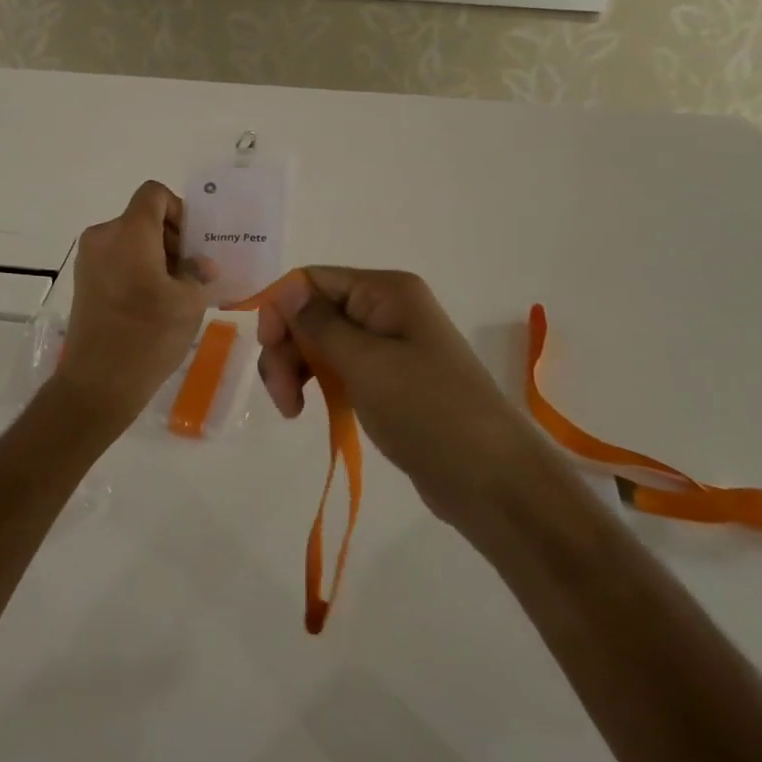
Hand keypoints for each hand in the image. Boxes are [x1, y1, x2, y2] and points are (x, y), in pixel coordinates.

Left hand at [48, 182, 215, 433]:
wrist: (97, 384)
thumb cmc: (148, 337)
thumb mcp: (189, 302)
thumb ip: (198, 272)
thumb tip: (200, 264)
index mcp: (129, 233)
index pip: (154, 194)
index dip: (179, 210)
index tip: (193, 244)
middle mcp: (103, 237)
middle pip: (143, 218)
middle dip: (172, 238)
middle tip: (194, 272)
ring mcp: (89, 260)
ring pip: (131, 240)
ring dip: (157, 256)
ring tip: (177, 292)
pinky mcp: (84, 281)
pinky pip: (117, 259)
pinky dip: (138, 270)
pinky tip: (154, 303)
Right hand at [255, 267, 530, 520]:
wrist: (492, 480)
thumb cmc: (428, 410)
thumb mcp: (365, 363)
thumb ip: (318, 323)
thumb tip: (286, 290)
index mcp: (385, 292)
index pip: (311, 281)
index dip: (281, 309)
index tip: (269, 350)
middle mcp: (385, 309)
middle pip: (312, 312)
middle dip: (287, 347)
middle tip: (282, 395)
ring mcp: (387, 347)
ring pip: (320, 343)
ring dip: (296, 369)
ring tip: (292, 410)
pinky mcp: (387, 381)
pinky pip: (338, 369)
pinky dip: (317, 385)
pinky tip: (308, 410)